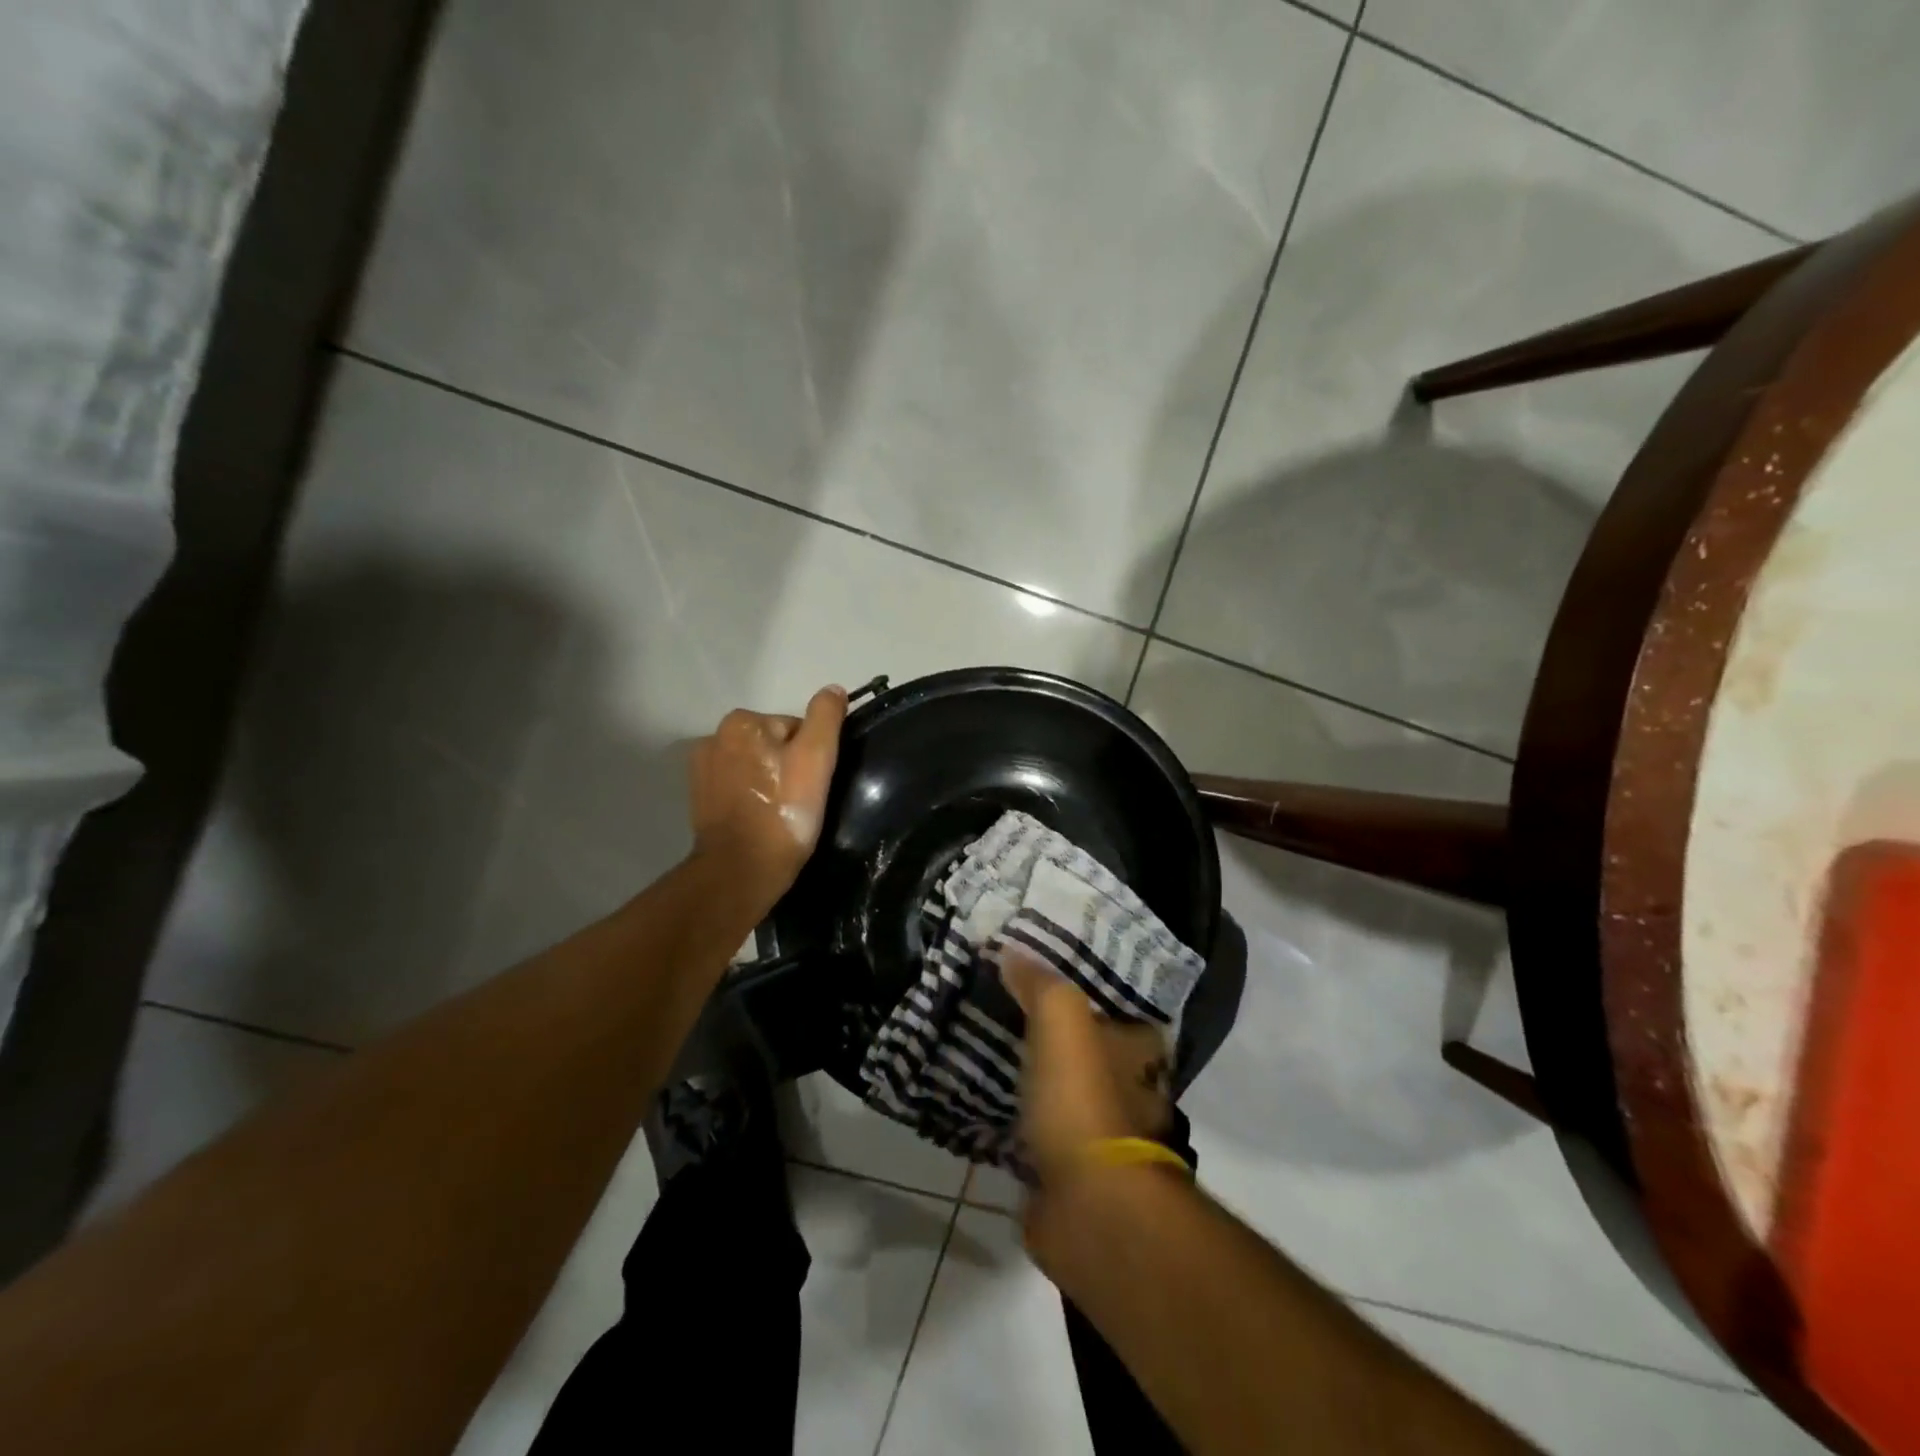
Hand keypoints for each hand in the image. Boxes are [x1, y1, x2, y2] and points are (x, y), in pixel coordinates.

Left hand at [688, 685, 846, 908]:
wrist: (741, 870)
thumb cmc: (783, 812)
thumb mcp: (817, 758)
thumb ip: (826, 717)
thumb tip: (833, 690)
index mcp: (742, 722)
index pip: (795, 727)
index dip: (812, 754)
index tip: (814, 784)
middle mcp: (714, 737)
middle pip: (773, 744)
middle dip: (789, 766)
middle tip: (800, 800)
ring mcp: (702, 769)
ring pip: (756, 766)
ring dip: (770, 781)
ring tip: (781, 813)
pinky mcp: (699, 798)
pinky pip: (738, 786)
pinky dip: (751, 797)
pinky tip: (761, 819)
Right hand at [1001, 950, 1173, 1258]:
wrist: (1089, 1207)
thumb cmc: (1083, 1101)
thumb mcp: (1061, 1020)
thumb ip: (1039, 982)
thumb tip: (1010, 948)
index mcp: (1138, 1051)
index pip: (1121, 1007)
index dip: (1091, 988)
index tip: (1050, 973)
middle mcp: (1130, 1090)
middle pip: (1093, 1049)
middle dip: (1060, 1034)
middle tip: (1011, 1007)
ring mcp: (1103, 1136)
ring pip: (1068, 1091)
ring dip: (1041, 1078)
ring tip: (995, 1048)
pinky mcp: (1072, 1173)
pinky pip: (1042, 1132)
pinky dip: (1022, 1120)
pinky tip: (990, 1101)